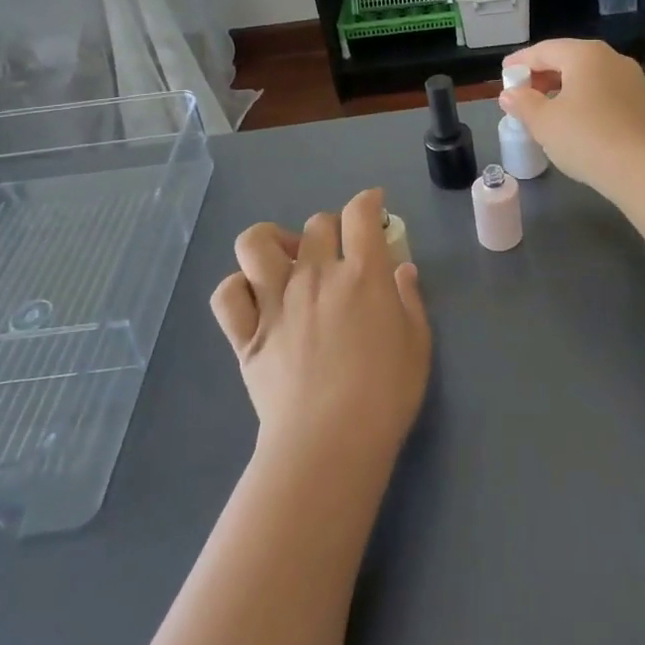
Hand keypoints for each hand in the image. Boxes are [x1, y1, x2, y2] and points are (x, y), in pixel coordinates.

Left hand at [211, 188, 430, 464]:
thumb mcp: (417, 343)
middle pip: (316, 224)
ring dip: (272, 241)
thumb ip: (409, 299)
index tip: (373, 206)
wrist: (329, 442)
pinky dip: (238, 288)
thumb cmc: (385, 394)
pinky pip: (227, 294)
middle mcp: (315, 276)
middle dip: (331, 227)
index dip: (368, 202)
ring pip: (256, 243)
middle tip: (340, 251)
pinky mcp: (246, 335)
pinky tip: (256, 299)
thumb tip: (401, 269)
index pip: (360, 214)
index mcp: (361, 274)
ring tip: (288, 261)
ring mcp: (275, 302)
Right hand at [499, 38, 644, 189]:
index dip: (521, 62)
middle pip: (568, 59)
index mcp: (585, 54)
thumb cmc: (585, 137)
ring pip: (587, 76)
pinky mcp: (640, 102)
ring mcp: (630, 79)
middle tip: (521, 93)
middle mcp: (610, 58)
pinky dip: (582, 98)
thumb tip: (510, 94)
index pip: (544, 50)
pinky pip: (603, 92)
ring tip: (544, 108)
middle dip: (542, 75)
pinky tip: (573, 119)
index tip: (504, 74)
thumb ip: (522, 103)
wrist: (642, 168)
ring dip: (562, 88)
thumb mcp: (544, 122)